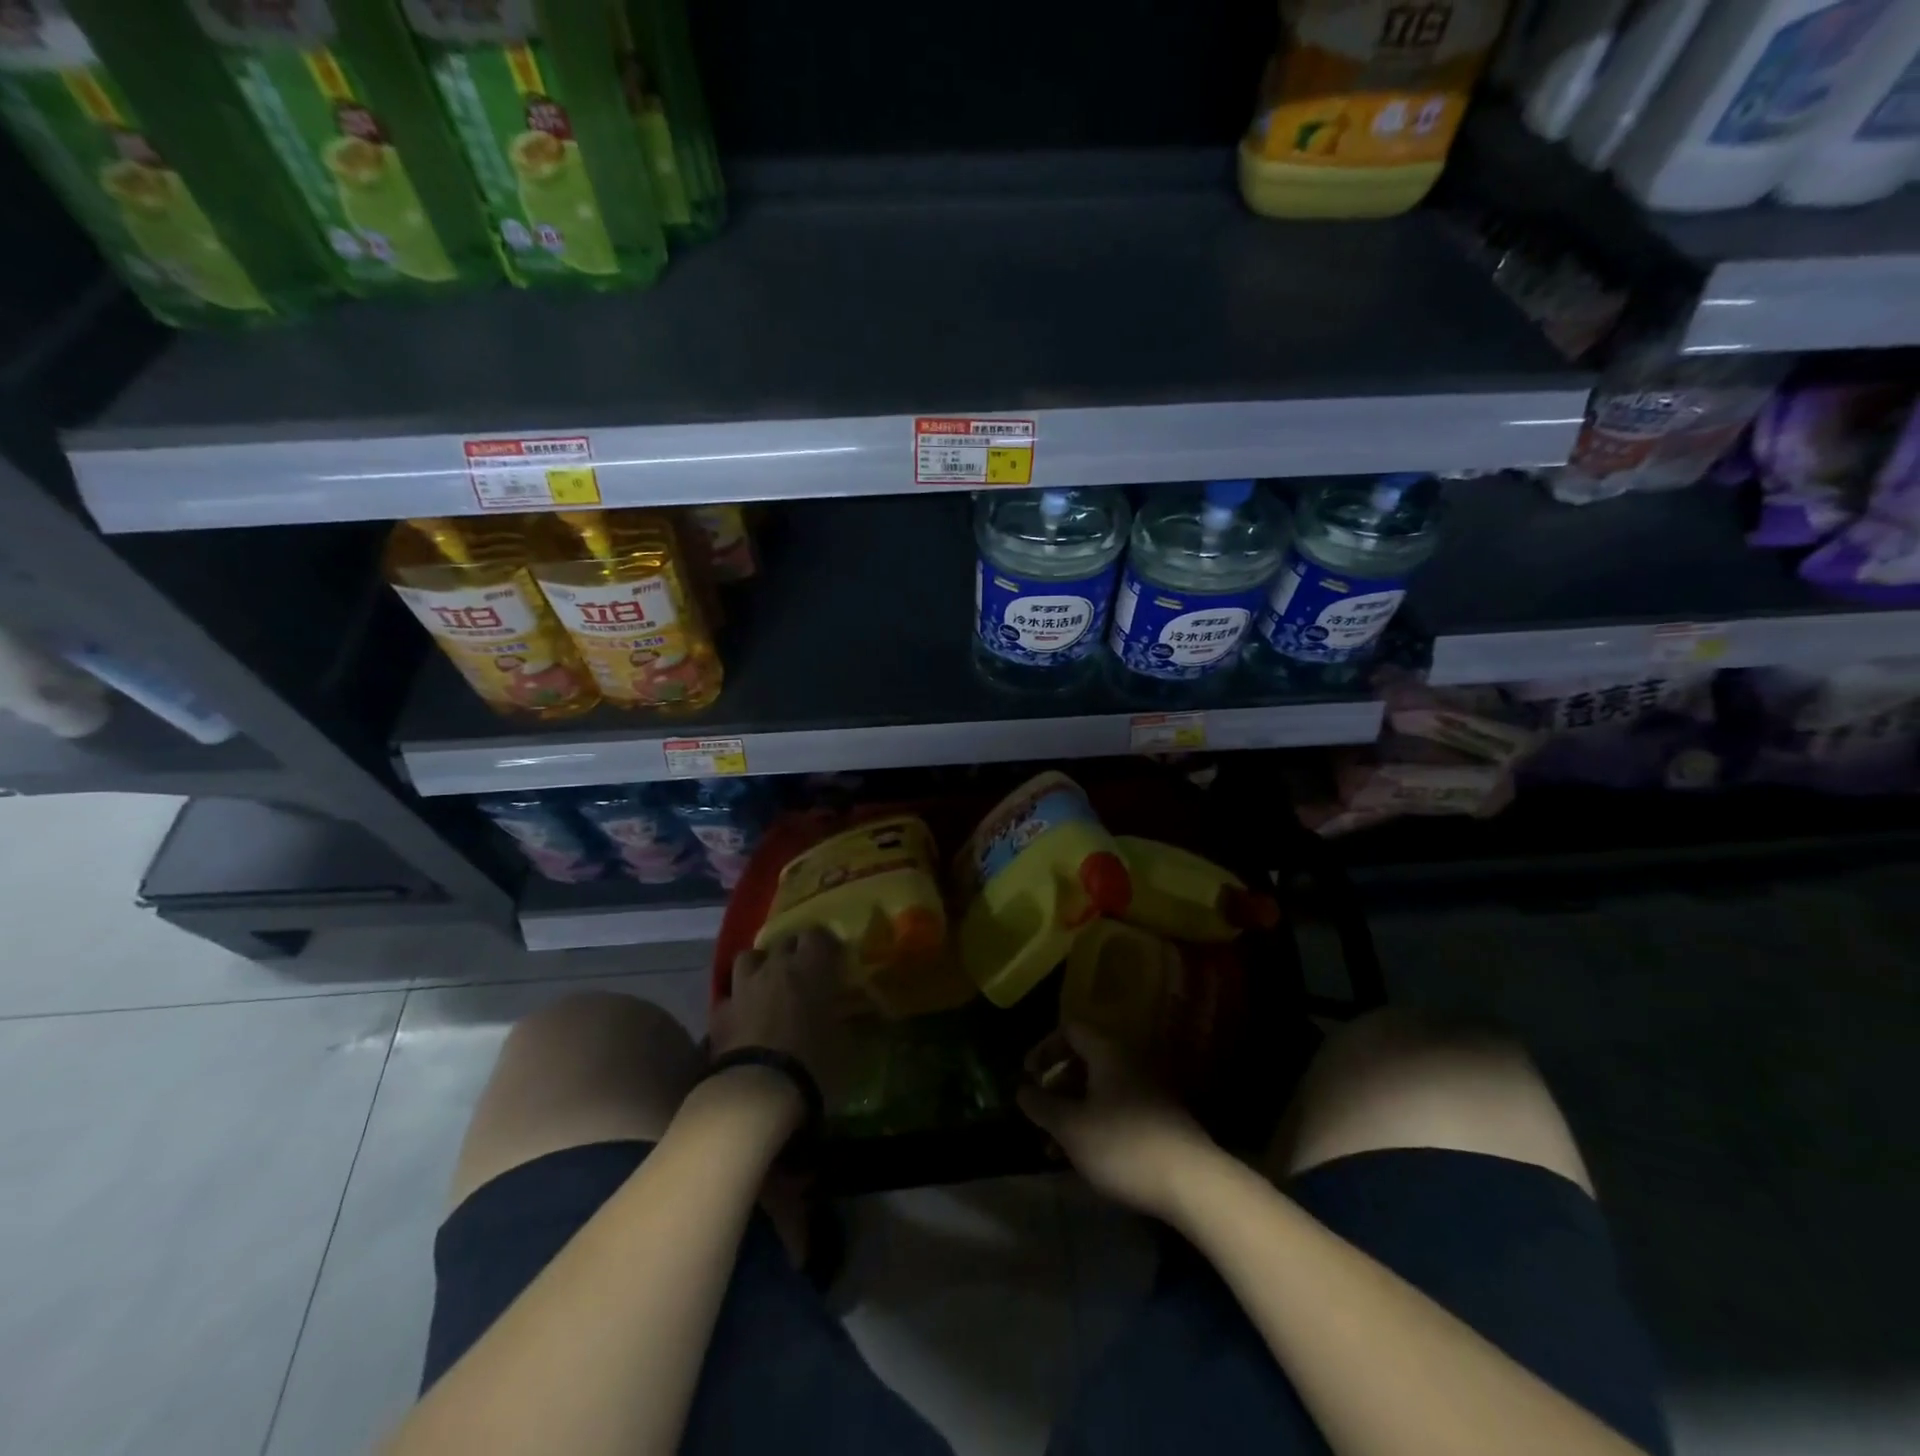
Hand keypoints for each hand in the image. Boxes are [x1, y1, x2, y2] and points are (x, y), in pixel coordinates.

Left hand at [710, 927, 850, 1103]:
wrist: (758, 1090)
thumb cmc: (814, 1062)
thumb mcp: (844, 1042)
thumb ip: (847, 1021)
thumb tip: (853, 1017)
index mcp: (812, 967)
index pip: (817, 934)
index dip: (824, 944)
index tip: (832, 957)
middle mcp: (776, 967)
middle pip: (784, 942)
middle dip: (793, 953)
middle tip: (803, 973)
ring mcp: (744, 987)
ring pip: (748, 957)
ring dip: (759, 966)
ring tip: (767, 983)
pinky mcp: (720, 1013)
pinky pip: (728, 995)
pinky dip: (737, 1000)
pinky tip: (742, 1014)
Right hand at [1018, 1024, 1214, 1220]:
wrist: (1192, 1182)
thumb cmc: (1122, 1144)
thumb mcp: (1070, 1127)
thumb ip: (1041, 1105)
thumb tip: (1021, 1090)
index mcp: (1107, 1052)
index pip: (1069, 1030)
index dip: (1043, 1048)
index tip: (1027, 1076)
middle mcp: (1129, 1062)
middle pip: (1083, 1061)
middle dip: (1056, 1088)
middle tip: (1039, 1117)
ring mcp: (1148, 1090)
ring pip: (1099, 1091)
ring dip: (1073, 1113)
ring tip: (1054, 1150)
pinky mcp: (1159, 1119)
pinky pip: (1117, 1109)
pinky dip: (1095, 1125)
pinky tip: (1085, 1158)